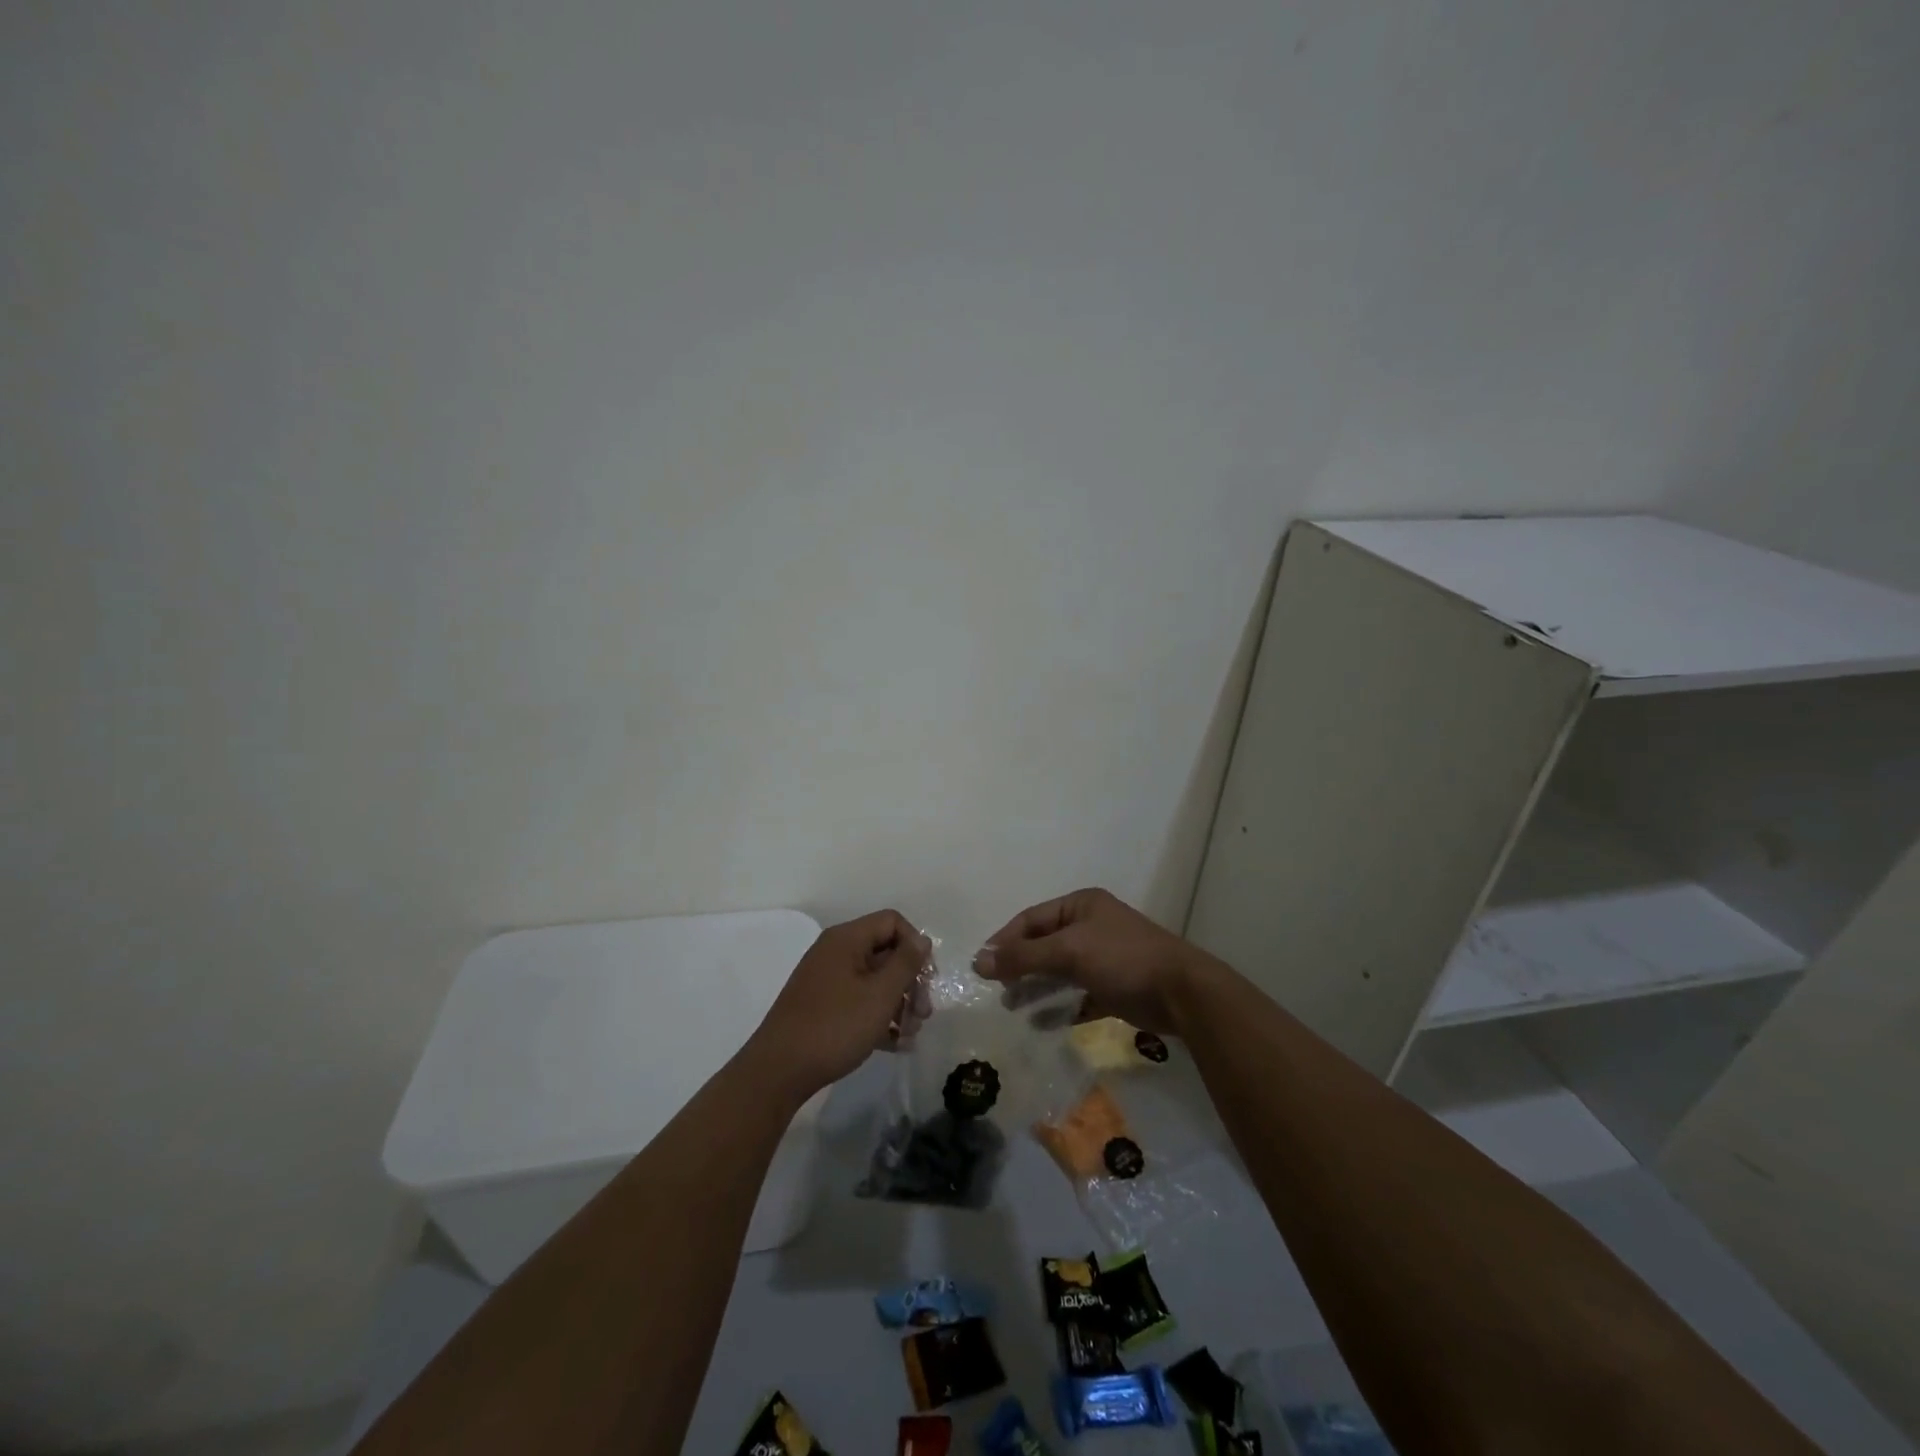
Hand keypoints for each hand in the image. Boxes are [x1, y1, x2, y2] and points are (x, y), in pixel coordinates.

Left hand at [745, 910, 931, 1101]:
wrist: (779, 1071)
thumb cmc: (835, 1026)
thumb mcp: (880, 995)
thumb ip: (906, 963)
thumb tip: (923, 940)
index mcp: (846, 939)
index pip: (892, 922)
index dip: (915, 945)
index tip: (927, 978)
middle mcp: (836, 953)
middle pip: (886, 952)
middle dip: (910, 982)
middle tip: (923, 1014)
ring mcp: (828, 980)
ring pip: (875, 981)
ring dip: (899, 1004)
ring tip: (909, 1035)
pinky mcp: (823, 1006)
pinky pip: (860, 1001)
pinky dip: (879, 1017)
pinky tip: (894, 1045)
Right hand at [976, 888, 1218, 1035]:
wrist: (1181, 993)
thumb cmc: (1122, 959)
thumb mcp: (1068, 951)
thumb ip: (1023, 956)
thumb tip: (978, 961)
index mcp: (1081, 906)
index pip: (1031, 919)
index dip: (1005, 940)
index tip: (982, 966)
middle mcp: (1091, 927)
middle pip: (1044, 945)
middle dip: (1019, 966)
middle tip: (996, 990)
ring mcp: (1104, 958)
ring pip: (1059, 972)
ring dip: (1036, 988)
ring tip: (1012, 1008)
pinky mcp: (1114, 988)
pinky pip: (1078, 996)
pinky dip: (1060, 1008)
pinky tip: (1042, 1024)